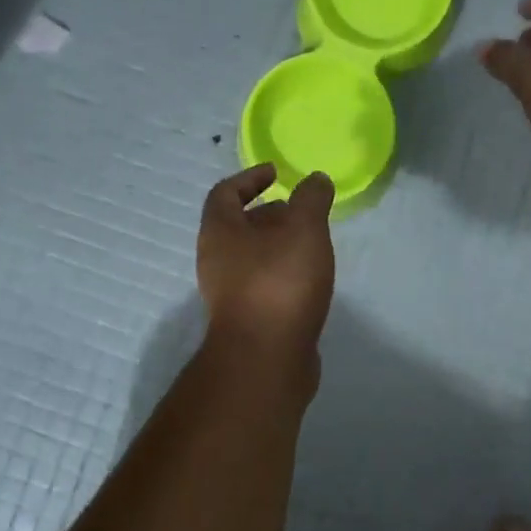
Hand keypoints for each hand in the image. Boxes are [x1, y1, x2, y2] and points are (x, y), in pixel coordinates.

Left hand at [196, 165, 336, 358]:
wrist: (267, 357)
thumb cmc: (279, 282)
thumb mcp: (303, 229)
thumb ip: (311, 199)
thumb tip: (315, 179)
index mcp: (219, 231)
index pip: (225, 192)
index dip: (250, 178)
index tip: (276, 173)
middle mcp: (216, 259)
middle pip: (238, 226)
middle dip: (269, 214)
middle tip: (301, 210)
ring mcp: (229, 293)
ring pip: (252, 257)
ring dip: (278, 245)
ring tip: (312, 242)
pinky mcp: (247, 319)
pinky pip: (263, 283)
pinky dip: (283, 272)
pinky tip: (310, 278)